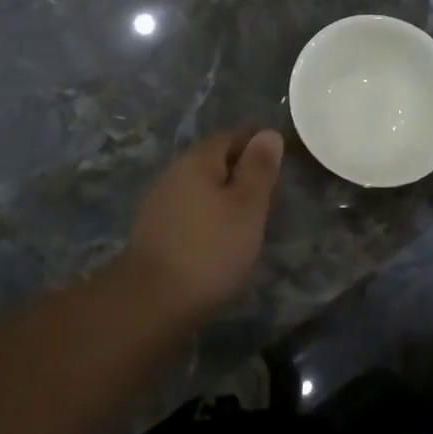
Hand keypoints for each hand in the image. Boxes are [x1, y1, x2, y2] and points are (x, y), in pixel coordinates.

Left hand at [121, 128, 283, 317]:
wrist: (152, 300)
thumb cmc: (210, 248)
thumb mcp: (247, 206)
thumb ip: (259, 169)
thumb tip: (268, 133)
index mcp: (197, 160)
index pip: (230, 136)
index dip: (256, 142)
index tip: (279, 156)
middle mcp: (174, 173)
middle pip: (213, 160)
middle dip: (240, 169)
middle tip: (269, 189)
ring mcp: (160, 202)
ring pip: (200, 186)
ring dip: (224, 194)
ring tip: (249, 215)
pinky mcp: (154, 231)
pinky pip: (189, 209)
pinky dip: (209, 214)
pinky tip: (220, 236)